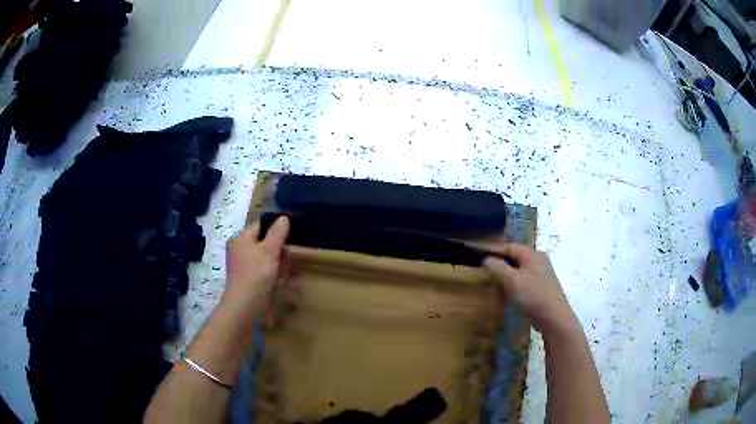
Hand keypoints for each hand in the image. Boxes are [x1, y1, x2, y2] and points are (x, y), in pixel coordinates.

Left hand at [221, 216, 289, 312]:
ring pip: (264, 258)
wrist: (244, 306)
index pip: (260, 226)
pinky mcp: (247, 281)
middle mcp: (238, 250)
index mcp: (240, 239)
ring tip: (288, 269)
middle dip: (278, 248)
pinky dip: (272, 274)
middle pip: (262, 242)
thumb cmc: (255, 274)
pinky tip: (281, 281)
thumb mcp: (269, 250)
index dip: (276, 228)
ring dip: (277, 263)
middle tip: (291, 254)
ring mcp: (242, 267)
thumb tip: (283, 217)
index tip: (292, 234)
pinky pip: (262, 272)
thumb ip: (277, 233)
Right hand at [483, 243, 578, 337]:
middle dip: (499, 264)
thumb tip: (486, 259)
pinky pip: (524, 281)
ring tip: (493, 284)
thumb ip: (497, 267)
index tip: (478, 257)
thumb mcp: (511, 280)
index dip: (493, 251)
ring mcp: (541, 274)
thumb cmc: (532, 295)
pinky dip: (514, 285)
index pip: (509, 246)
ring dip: (506, 276)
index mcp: (532, 254)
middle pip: (515, 258)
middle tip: (484, 272)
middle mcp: (538, 260)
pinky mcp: (542, 287)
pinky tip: (507, 294)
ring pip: (519, 270)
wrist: (554, 317)